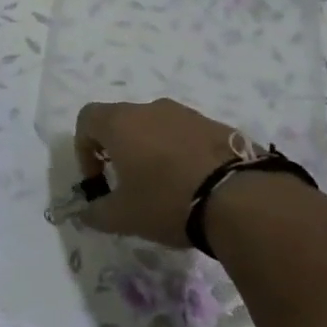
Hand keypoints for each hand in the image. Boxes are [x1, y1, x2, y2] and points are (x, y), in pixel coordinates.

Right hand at [73, 99, 240, 246]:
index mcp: (121, 123)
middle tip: (127, 183)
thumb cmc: (167, 201)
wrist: (243, 199)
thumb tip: (86, 213)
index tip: (98, 179)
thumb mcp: (123, 216)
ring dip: (151, 150)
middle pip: (122, 121)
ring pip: (157, 127)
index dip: (83, 148)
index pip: (87, 118)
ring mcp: (188, 115)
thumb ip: (96, 213)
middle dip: (118, 150)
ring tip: (164, 186)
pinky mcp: (219, 126)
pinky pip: (187, 136)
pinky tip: (193, 185)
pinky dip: (181, 154)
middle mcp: (152, 109)